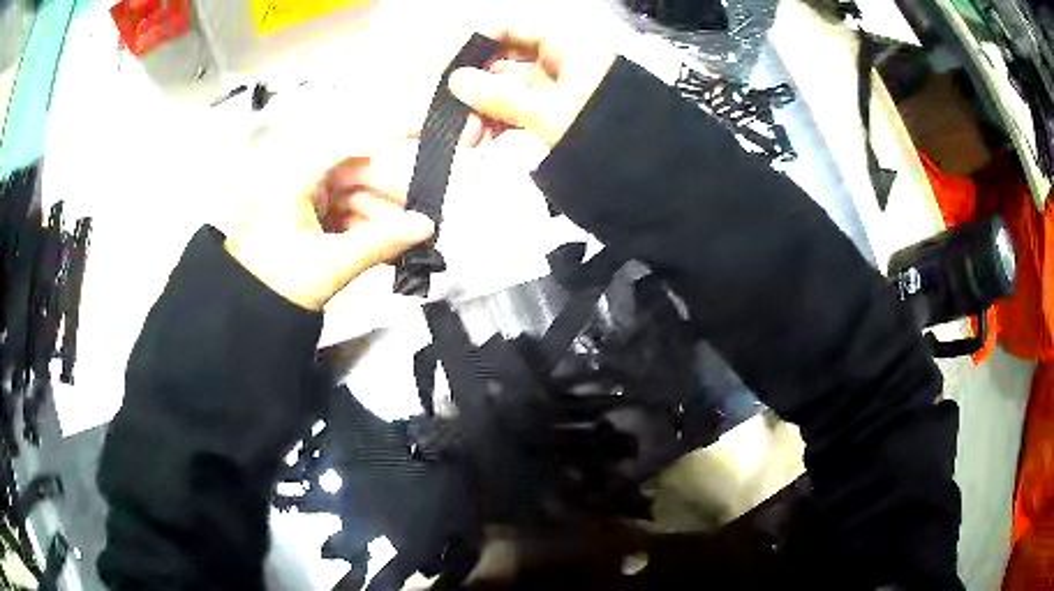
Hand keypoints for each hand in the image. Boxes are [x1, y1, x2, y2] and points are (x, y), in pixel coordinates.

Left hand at [225, 141, 434, 311]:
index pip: (352, 141)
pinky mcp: (307, 219)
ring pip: (355, 197)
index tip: (423, 130)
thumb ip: (381, 243)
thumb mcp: (330, 264)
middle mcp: (300, 179)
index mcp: (297, 177)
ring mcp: (303, 199)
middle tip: (423, 219)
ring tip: (409, 245)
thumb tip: (425, 227)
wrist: (243, 312)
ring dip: (382, 220)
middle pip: (358, 174)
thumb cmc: (271, 284)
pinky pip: (345, 215)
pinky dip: (366, 231)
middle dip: (391, 197)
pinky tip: (388, 250)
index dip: (391, 131)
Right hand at [448, 10, 616, 147]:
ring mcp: (561, 90)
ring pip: (511, 90)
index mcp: (567, 47)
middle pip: (507, 60)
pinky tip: (485, 145)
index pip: (514, 27)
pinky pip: (524, 113)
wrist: (651, 179)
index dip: (478, 39)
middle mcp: (562, 62)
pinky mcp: (560, 118)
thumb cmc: (603, 134)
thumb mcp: (549, 114)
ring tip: (467, 141)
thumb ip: (499, 96)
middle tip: (451, 114)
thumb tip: (455, 80)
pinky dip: (503, 126)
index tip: (447, 63)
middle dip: (477, 87)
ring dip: (485, 112)